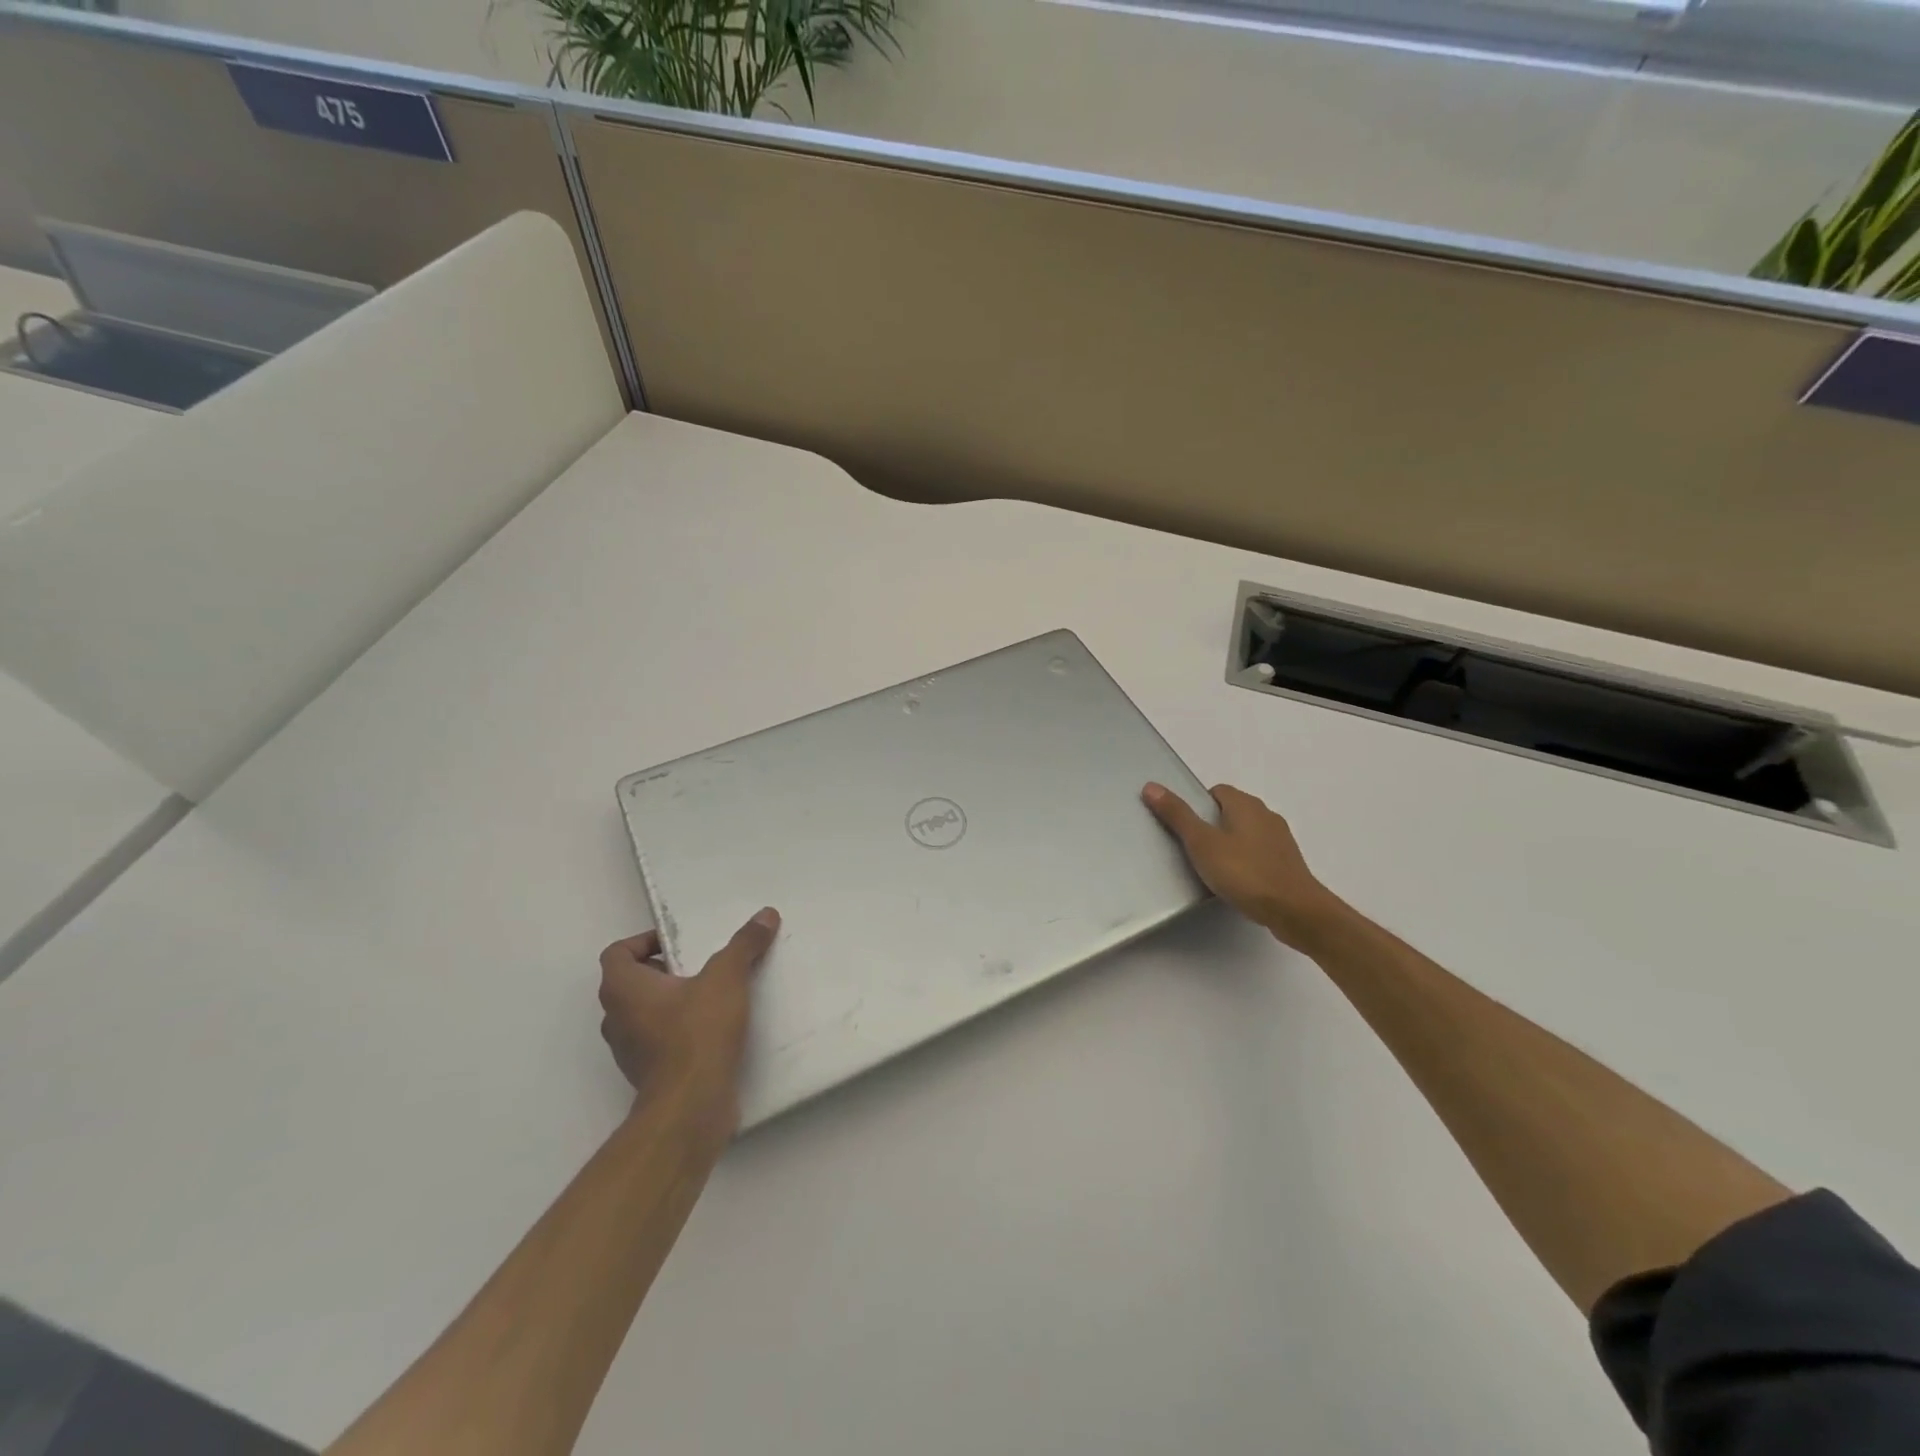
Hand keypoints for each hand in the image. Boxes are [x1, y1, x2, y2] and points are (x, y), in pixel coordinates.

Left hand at [598, 908, 779, 1134]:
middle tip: (702, 965)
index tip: (680, 944)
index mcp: (623, 988)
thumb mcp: (726, 978)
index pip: (617, 953)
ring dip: (673, 1001)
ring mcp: (628, 1050)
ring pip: (645, 1013)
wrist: (691, 1106)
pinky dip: (679, 1030)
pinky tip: (714, 1029)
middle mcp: (616, 1018)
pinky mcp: (648, 1074)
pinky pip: (659, 1040)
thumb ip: (744, 945)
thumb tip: (765, 914)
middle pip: (633, 982)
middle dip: (666, 970)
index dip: (644, 942)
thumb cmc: (697, 1032)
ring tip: (713, 995)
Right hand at [1143, 782, 1341, 950]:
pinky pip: (1258, 853)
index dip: (1198, 805)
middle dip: (1211, 825)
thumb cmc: (1245, 872)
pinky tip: (1235, 882)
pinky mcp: (1287, 863)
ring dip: (1229, 844)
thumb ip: (1177, 815)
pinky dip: (1245, 861)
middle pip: (1231, 811)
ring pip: (1246, 833)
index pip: (1217, 791)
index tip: (1184, 827)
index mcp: (1246, 804)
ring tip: (1211, 868)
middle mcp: (1266, 815)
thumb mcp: (1202, 843)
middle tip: (1192, 848)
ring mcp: (1280, 840)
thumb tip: (1151, 786)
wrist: (1295, 911)